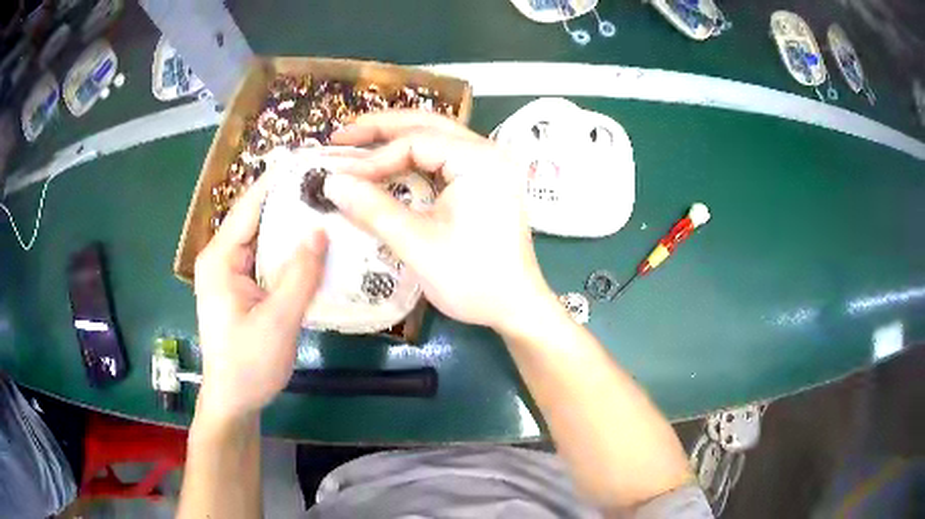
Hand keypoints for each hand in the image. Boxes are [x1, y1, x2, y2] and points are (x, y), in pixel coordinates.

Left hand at [193, 171, 327, 421]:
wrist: (234, 400)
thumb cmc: (248, 365)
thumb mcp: (277, 322)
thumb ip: (299, 276)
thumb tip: (320, 231)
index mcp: (220, 259)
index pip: (250, 206)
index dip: (279, 180)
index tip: (312, 159)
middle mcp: (223, 258)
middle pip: (258, 217)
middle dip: (291, 200)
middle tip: (330, 184)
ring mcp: (232, 272)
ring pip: (265, 237)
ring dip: (293, 225)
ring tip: (330, 207)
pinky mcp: (243, 286)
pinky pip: (268, 258)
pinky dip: (290, 250)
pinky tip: (316, 246)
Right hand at [324, 111, 553, 331]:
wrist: (516, 306)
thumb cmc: (473, 280)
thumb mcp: (418, 245)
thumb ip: (373, 210)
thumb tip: (331, 182)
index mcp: (479, 161)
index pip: (416, 142)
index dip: (373, 158)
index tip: (340, 177)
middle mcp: (488, 152)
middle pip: (427, 125)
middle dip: (380, 129)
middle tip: (340, 137)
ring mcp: (489, 165)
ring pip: (434, 138)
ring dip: (395, 140)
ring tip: (357, 144)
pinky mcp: (484, 181)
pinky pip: (442, 158)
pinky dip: (412, 159)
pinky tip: (388, 164)